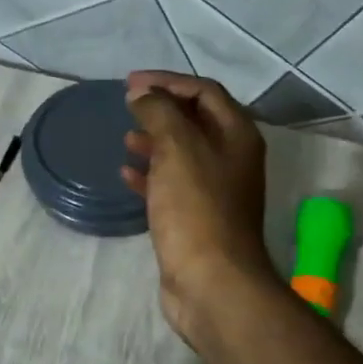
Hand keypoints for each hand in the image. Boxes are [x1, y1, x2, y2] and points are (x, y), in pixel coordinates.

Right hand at [121, 72, 275, 347]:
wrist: (211, 282)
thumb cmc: (196, 208)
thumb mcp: (177, 147)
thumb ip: (159, 111)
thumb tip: (143, 94)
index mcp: (236, 135)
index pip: (204, 91)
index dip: (168, 81)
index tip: (131, 83)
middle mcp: (232, 159)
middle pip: (195, 121)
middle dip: (161, 110)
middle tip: (127, 106)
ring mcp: (216, 191)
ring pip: (182, 153)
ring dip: (154, 140)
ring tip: (126, 137)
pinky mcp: (197, 219)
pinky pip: (171, 185)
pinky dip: (150, 175)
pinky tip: (126, 175)